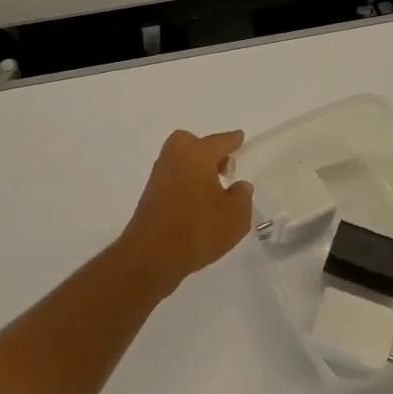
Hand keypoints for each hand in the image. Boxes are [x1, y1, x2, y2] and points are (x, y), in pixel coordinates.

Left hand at [118, 130, 254, 292]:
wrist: (152, 256)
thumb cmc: (199, 229)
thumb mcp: (235, 216)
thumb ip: (242, 197)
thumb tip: (239, 186)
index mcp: (197, 154)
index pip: (219, 141)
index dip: (232, 140)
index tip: (240, 137)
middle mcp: (174, 159)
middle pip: (191, 144)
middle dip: (207, 151)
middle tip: (224, 168)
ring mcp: (159, 177)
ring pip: (180, 163)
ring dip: (196, 170)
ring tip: (215, 190)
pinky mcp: (150, 197)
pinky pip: (174, 181)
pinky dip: (186, 185)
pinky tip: (198, 205)